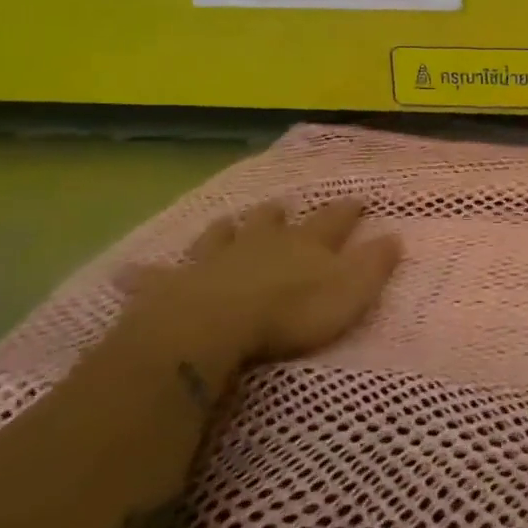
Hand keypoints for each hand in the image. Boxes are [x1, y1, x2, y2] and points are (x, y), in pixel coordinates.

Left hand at [124, 199, 401, 367]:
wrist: (213, 327)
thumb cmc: (291, 313)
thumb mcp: (350, 292)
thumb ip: (375, 265)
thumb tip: (397, 237)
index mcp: (305, 244)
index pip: (334, 220)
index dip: (348, 211)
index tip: (358, 200)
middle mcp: (261, 243)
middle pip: (273, 221)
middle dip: (281, 214)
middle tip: (283, 207)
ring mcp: (214, 260)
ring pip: (222, 236)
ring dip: (228, 229)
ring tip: (228, 222)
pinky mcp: (172, 285)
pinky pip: (156, 276)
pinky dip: (146, 274)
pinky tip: (130, 272)